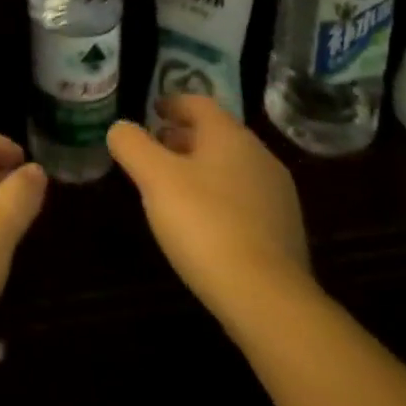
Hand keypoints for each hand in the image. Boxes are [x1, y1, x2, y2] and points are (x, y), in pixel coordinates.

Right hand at [107, 98, 311, 326]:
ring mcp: (278, 197)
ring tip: (172, 187)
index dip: (171, 103)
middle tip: (155, 149)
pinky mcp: (285, 235)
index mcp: (230, 136)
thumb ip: (131, 143)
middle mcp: (260, 157)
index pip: (198, 103)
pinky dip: (219, 198)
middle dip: (183, 137)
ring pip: (231, 167)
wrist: (269, 302)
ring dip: (201, 168)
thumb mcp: (153, 177)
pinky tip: (201, 222)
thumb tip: (121, 128)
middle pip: (216, 135)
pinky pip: (244, 200)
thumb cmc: (205, 224)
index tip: (151, 112)